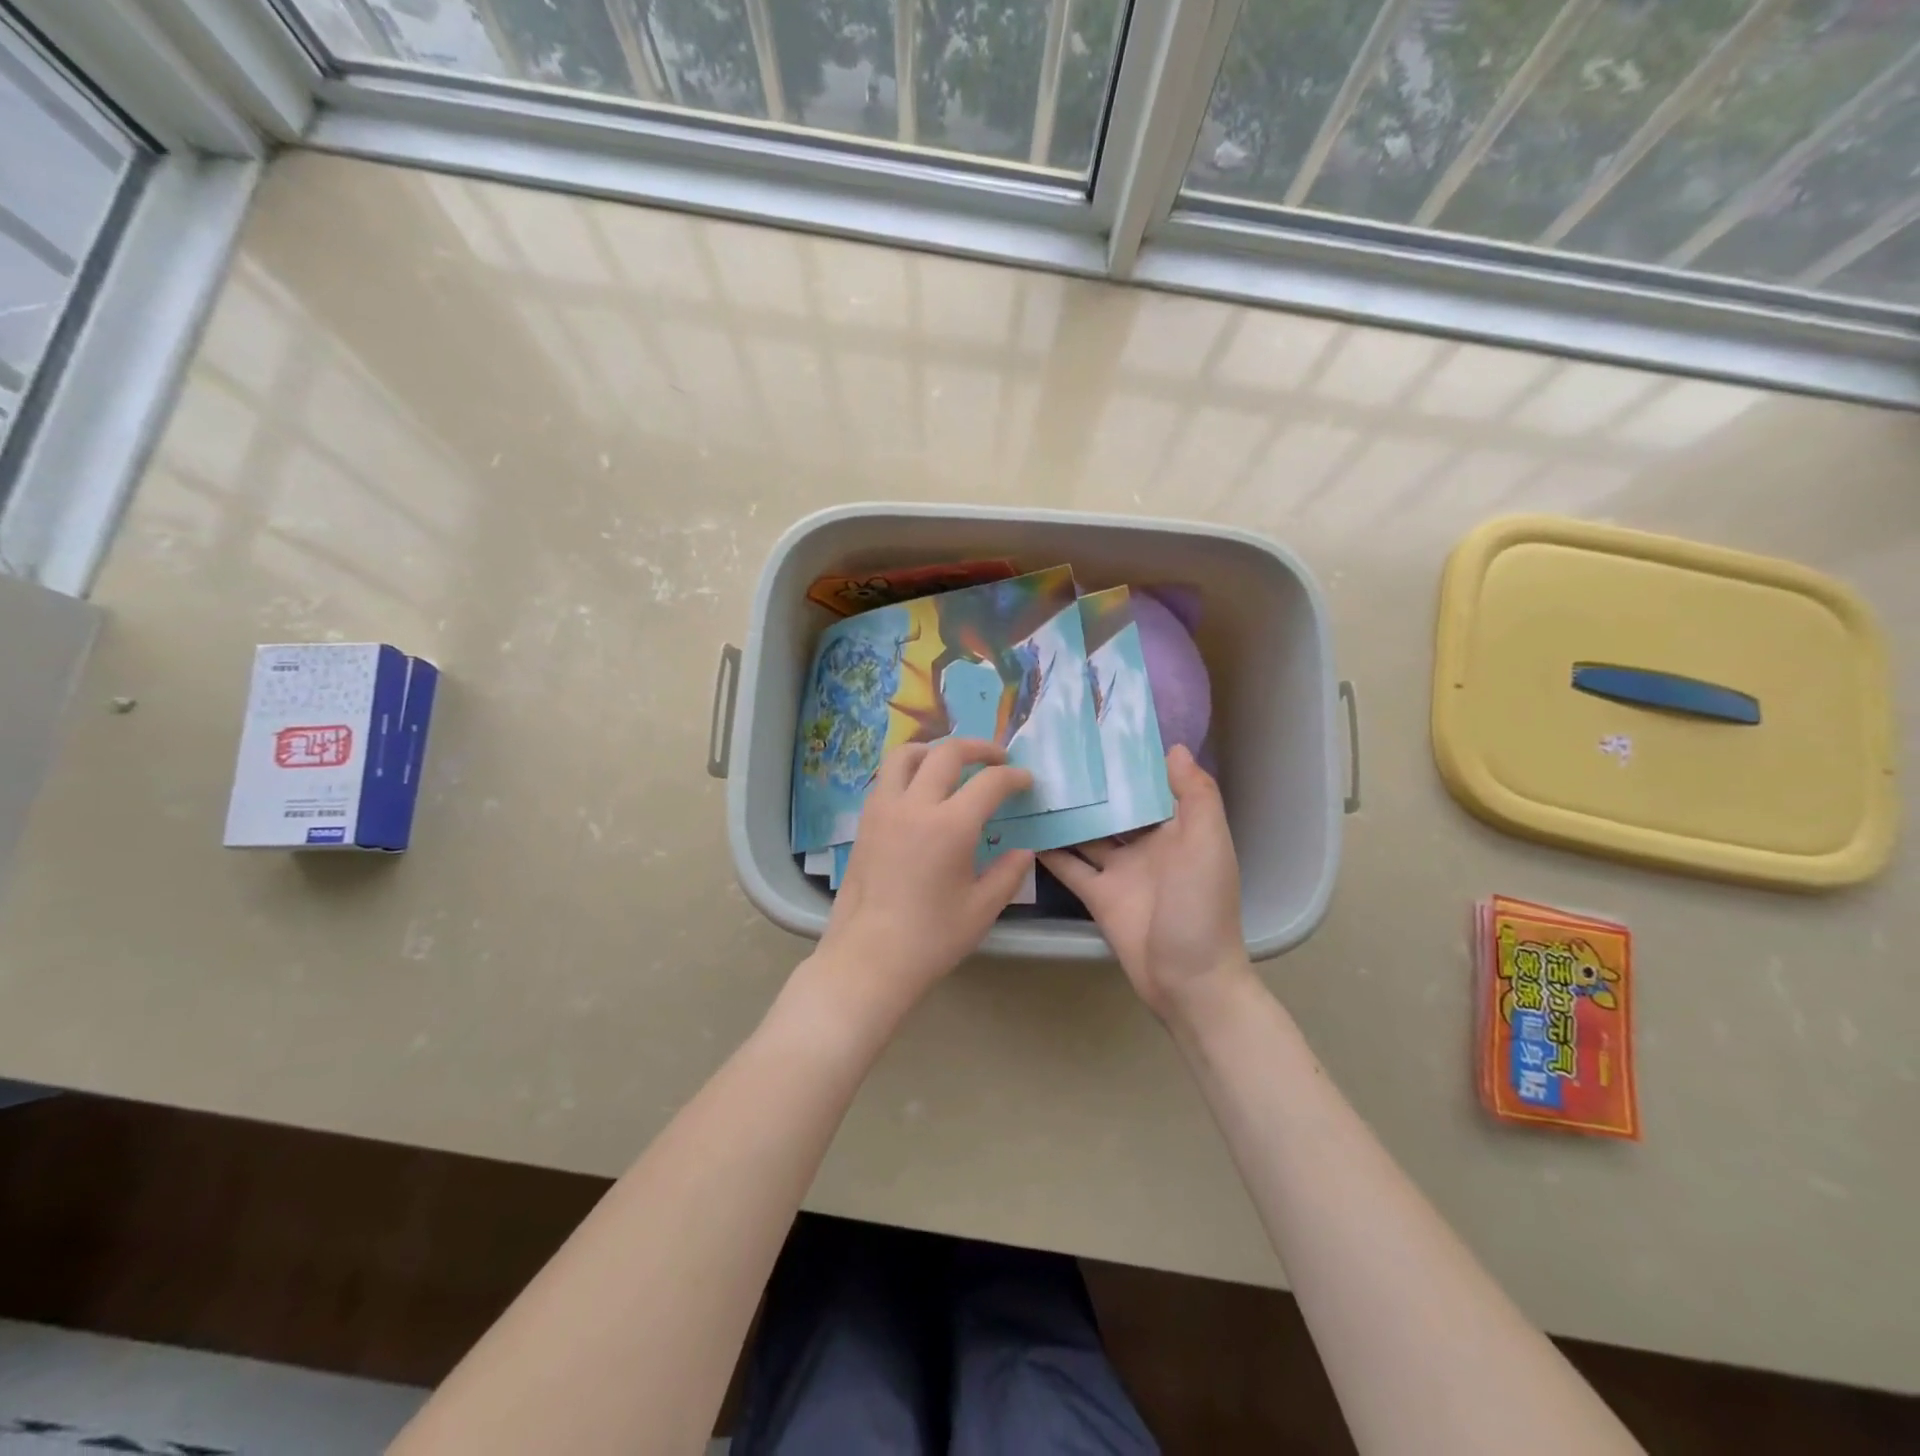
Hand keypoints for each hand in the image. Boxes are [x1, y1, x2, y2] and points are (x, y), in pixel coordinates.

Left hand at [812, 738, 1034, 1016]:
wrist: (869, 957)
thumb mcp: (982, 909)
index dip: (1013, 777)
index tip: (1025, 781)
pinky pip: (887, 778)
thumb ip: (1008, 873)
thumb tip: (1023, 851)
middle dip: (978, 748)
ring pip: (906, 754)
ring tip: (952, 763)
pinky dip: (909, 770)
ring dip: (935, 750)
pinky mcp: (865, 821)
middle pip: (947, 753)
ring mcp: (883, 810)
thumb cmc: (931, 938)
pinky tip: (921, 791)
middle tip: (997, 758)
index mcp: (950, 826)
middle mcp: (914, 806)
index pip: (989, 782)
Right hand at [1041, 746, 1248, 1021]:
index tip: (1098, 731)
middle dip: (1091, 783)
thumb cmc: (1201, 905)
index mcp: (1178, 829)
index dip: (1130, 761)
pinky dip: (1050, 850)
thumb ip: (1195, 795)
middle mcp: (1148, 845)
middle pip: (1115, 807)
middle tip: (1052, 751)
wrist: (1188, 980)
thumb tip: (1172, 748)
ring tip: (1031, 782)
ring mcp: (1120, 871)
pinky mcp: (1098, 895)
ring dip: (1067, 812)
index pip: (1152, 786)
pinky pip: (1070, 866)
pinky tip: (1024, 827)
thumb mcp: (1208, 844)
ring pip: (1088, 833)